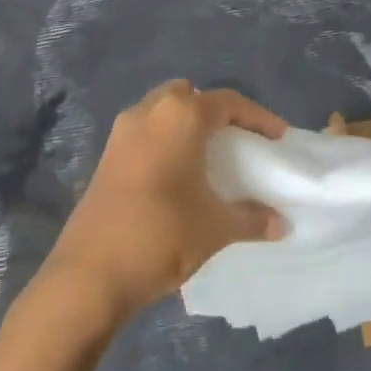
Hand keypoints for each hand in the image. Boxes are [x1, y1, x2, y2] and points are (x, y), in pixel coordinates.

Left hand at [40, 80, 287, 322]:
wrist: (89, 275)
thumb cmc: (161, 235)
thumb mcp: (215, 228)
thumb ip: (252, 219)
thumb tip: (281, 224)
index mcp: (180, 116)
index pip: (228, 102)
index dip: (258, 117)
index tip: (278, 138)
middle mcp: (149, 112)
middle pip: (190, 96)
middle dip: (215, 112)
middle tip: (237, 140)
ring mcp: (122, 132)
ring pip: (163, 111)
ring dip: (186, 125)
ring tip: (209, 156)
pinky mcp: (106, 155)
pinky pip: (145, 132)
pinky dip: (165, 140)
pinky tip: (178, 174)